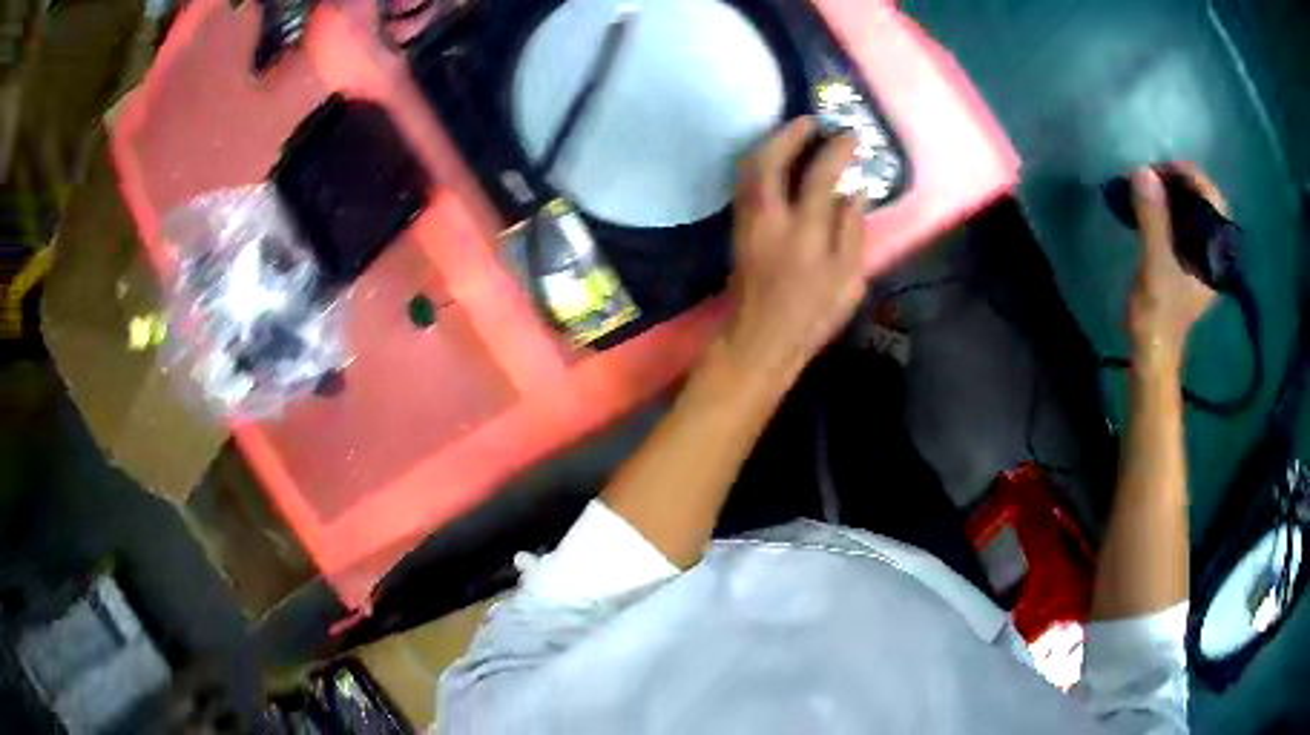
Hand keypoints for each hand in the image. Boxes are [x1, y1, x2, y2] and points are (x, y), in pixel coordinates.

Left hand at [721, 117, 867, 383]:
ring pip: (750, 168)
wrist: (761, 338)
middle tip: (811, 121)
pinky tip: (776, 159)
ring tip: (794, 133)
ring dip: (770, 143)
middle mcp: (769, 218)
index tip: (849, 136)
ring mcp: (748, 221)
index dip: (835, 150)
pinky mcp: (738, 227)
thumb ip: (852, 231)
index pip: (818, 175)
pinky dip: (760, 162)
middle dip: (789, 133)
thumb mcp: (848, 279)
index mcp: (804, 232)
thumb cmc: (812, 314)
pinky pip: (745, 182)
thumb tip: (853, 192)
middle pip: (769, 160)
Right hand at [1127, 164, 1221, 370]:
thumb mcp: (1154, 264)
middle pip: (1204, 199)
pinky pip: (1186, 220)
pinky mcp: (1192, 258)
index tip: (1158, 169)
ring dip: (1173, 192)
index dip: (1187, 175)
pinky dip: (1170, 207)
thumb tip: (1143, 172)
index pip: (1210, 197)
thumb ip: (1153, 219)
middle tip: (1151, 176)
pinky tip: (1153, 206)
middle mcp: (1215, 250)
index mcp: (1215, 252)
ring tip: (1149, 186)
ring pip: (1195, 208)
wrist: (1154, 350)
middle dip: (1178, 181)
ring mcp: (1204, 254)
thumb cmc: (1158, 312)